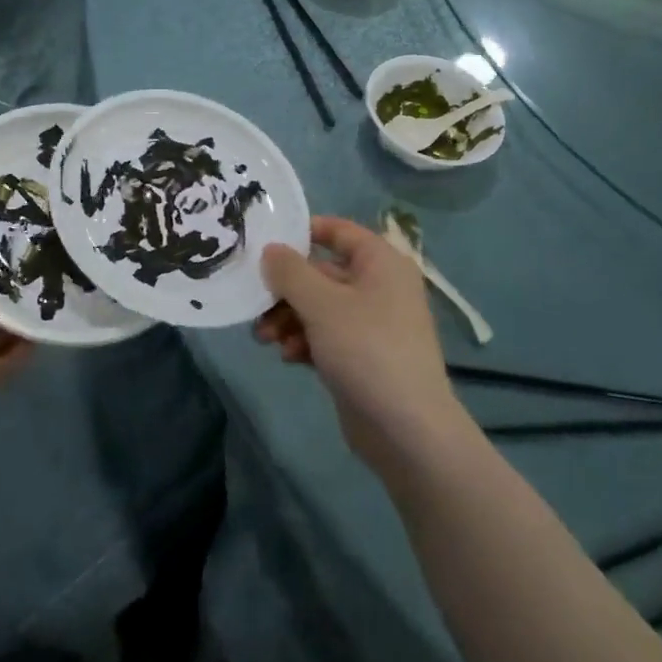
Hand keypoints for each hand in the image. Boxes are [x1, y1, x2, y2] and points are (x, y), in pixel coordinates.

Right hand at [256, 216, 465, 476]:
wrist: (407, 430)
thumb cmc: (366, 349)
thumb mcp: (321, 303)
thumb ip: (290, 272)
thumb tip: (271, 249)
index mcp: (381, 263)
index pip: (339, 231)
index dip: (303, 231)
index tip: (266, 243)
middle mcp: (379, 287)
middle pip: (322, 273)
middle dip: (285, 289)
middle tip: (255, 304)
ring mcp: (372, 324)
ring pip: (319, 307)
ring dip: (289, 318)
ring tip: (265, 338)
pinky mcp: (363, 357)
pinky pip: (326, 336)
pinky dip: (305, 341)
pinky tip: (288, 357)